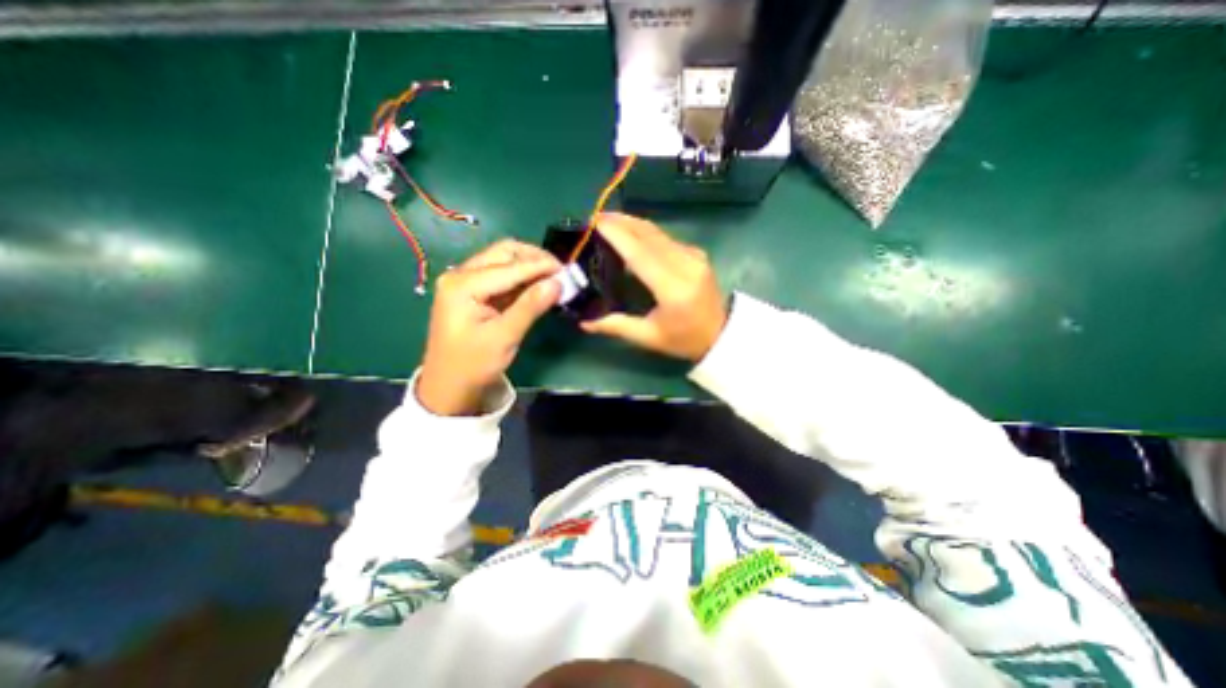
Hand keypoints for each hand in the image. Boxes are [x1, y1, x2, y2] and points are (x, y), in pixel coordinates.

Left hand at [418, 240, 559, 415]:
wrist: (450, 386)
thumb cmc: (473, 365)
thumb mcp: (503, 337)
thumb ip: (530, 307)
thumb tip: (558, 283)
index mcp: (463, 284)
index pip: (509, 266)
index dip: (541, 266)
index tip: (568, 271)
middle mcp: (461, 274)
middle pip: (504, 252)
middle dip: (535, 258)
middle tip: (560, 273)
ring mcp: (466, 281)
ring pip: (504, 260)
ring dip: (530, 266)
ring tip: (554, 279)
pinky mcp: (474, 291)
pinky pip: (503, 275)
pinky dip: (523, 277)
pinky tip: (539, 286)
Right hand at [584, 212, 725, 362]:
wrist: (721, 335)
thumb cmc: (684, 340)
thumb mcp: (649, 337)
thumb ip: (616, 326)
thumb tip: (584, 322)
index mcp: (673, 288)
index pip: (640, 253)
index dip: (617, 235)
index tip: (595, 223)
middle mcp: (686, 265)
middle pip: (649, 235)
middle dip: (621, 222)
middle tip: (596, 218)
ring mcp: (694, 256)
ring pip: (658, 232)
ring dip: (632, 224)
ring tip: (609, 221)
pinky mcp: (697, 254)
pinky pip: (666, 238)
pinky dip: (646, 233)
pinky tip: (632, 234)